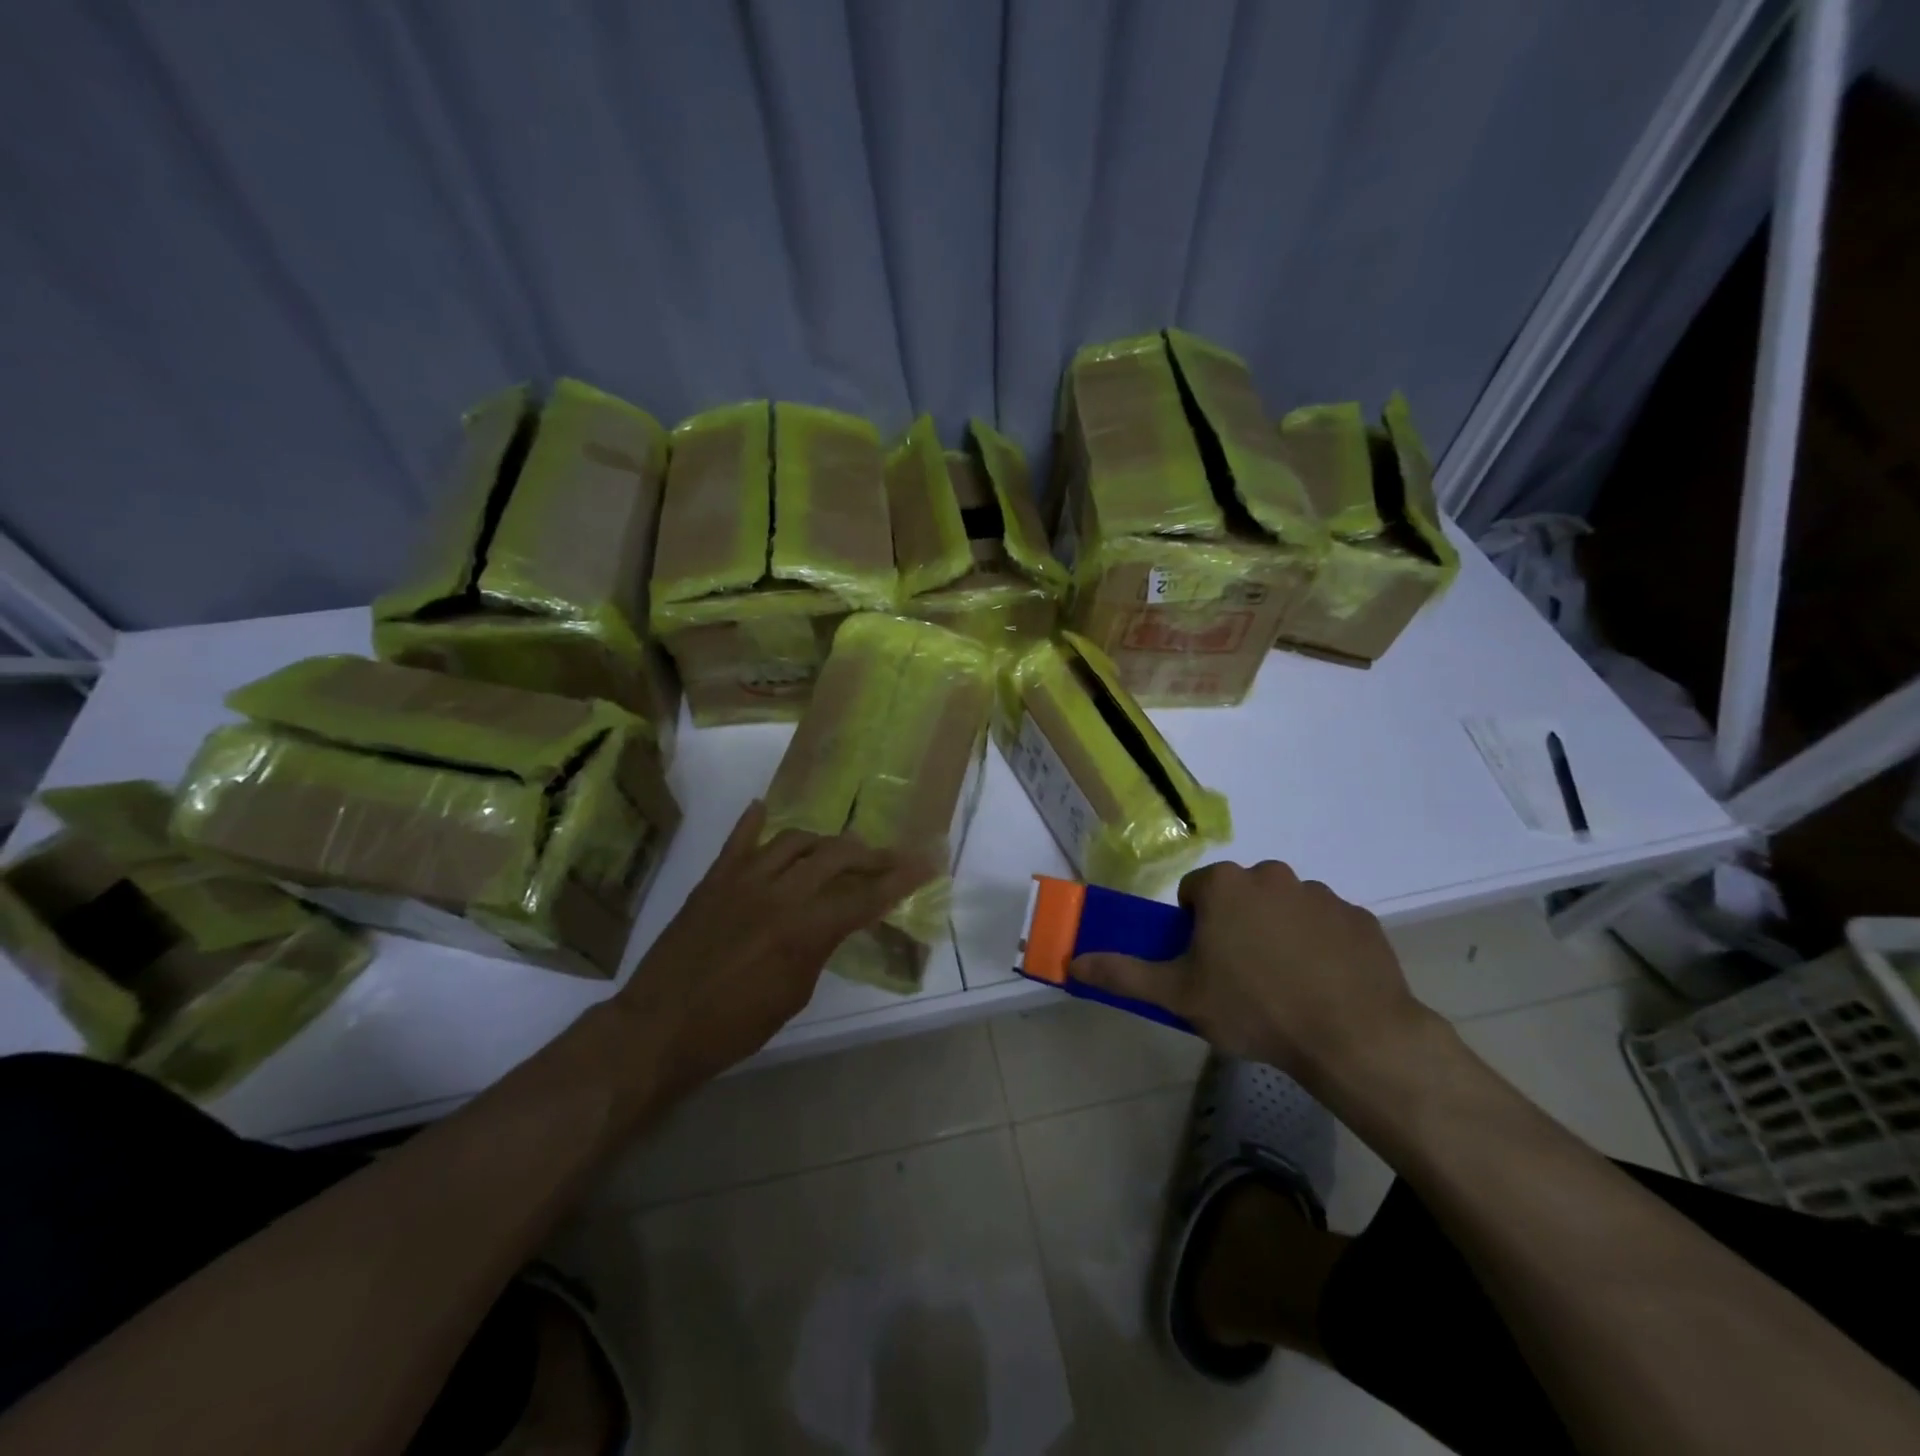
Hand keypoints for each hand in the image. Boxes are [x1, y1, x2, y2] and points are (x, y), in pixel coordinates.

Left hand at [614, 801, 931, 1099]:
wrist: (659, 1027)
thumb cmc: (734, 1026)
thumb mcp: (794, 994)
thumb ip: (820, 947)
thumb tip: (833, 921)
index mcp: (805, 929)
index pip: (866, 896)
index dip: (901, 880)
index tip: (927, 862)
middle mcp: (780, 893)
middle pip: (836, 856)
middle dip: (869, 855)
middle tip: (887, 858)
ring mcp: (743, 880)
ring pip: (795, 840)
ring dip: (822, 841)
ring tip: (836, 849)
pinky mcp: (713, 879)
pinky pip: (738, 840)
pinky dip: (754, 822)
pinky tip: (765, 808)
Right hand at [1071, 860, 1439, 1092]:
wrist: (1353, 1036)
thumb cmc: (1254, 1008)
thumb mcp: (1179, 995)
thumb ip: (1124, 973)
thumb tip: (1072, 961)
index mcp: (1226, 885)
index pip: (1195, 893)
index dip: (1194, 928)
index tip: (1205, 964)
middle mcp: (1272, 875)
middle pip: (1240, 896)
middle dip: (1236, 926)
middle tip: (1241, 977)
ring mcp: (1321, 895)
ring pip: (1284, 909)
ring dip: (1278, 933)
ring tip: (1286, 985)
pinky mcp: (1360, 919)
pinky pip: (1327, 926)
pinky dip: (1321, 946)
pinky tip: (1324, 985)